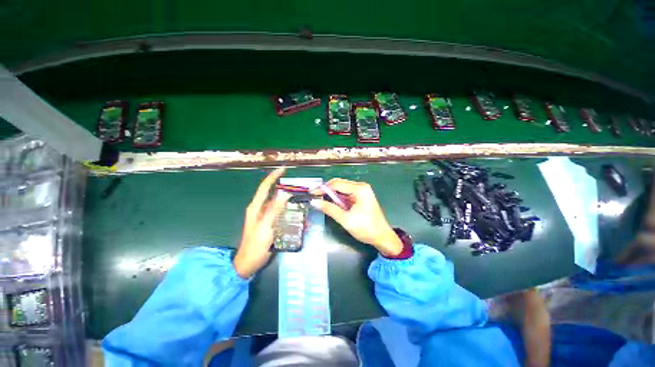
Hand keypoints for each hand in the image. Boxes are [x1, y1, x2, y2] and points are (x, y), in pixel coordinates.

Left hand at [233, 168, 290, 277]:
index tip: (284, 169)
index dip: (273, 177)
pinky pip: (281, 214)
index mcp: (256, 207)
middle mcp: (260, 209)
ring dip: (290, 202)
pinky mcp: (270, 223)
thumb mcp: (265, 227)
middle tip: (300, 188)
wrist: (249, 263)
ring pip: (279, 204)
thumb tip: (285, 194)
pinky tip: (299, 217)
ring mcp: (265, 217)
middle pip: (274, 194)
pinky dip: (290, 213)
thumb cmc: (255, 246)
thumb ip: (274, 210)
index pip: (264, 187)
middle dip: (286, 189)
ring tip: (302, 203)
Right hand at [310, 178, 402, 255]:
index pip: (337, 184)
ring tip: (322, 201)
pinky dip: (339, 199)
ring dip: (333, 195)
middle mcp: (361, 186)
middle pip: (340, 184)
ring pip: (342, 189)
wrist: (382, 237)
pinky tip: (333, 204)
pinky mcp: (362, 196)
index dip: (323, 188)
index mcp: (360, 189)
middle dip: (327, 191)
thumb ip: (329, 209)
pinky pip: (347, 194)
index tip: (312, 193)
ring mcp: (363, 191)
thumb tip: (314, 202)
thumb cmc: (366, 229)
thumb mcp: (345, 219)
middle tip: (315, 197)